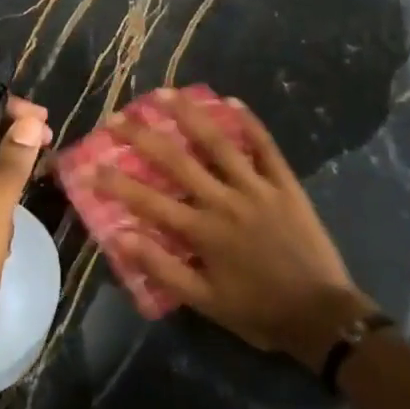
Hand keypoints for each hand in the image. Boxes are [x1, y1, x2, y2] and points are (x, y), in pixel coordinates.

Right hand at [95, 89, 376, 370]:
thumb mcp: (205, 302)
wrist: (321, 315)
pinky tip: (230, 101)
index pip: (148, 201)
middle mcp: (225, 201)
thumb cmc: (258, 311)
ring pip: (219, 143)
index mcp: (203, 231)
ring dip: (190, 115)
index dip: (115, 183)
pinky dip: (248, 122)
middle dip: (143, 137)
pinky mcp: (285, 183)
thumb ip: (163, 269)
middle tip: (117, 117)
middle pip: (177, 161)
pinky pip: (265, 146)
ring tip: (166, 93)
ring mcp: (257, 187)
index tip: (88, 167)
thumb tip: (121, 239)